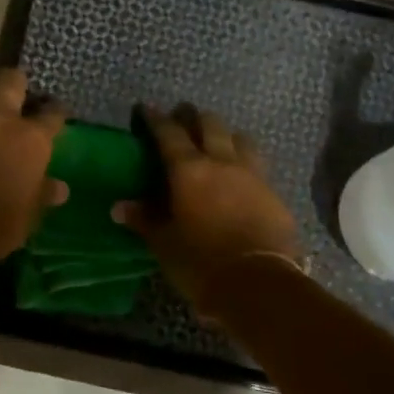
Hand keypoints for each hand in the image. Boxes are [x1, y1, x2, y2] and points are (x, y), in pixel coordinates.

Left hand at [0, 65, 66, 261]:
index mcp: (31, 140)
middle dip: (13, 79)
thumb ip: (43, 195)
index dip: (55, 110)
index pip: (52, 115)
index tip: (55, 110)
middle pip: (11, 80)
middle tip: (11, 85)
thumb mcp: (28, 216)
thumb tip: (62, 189)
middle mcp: (0, 117)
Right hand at [117, 105, 300, 311]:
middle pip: (210, 123)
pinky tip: (240, 177)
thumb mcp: (165, 243)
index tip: (147, 109)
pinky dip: (245, 162)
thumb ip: (144, 219)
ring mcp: (253, 175)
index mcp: (189, 170)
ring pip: (240, 138)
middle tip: (183, 120)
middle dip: (194, 117)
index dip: (156, 119)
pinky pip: (257, 165)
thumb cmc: (201, 263)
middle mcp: (222, 162)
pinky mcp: (274, 193)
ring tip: (217, 143)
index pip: (169, 133)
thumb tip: (119, 206)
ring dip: (226, 135)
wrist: (259, 284)